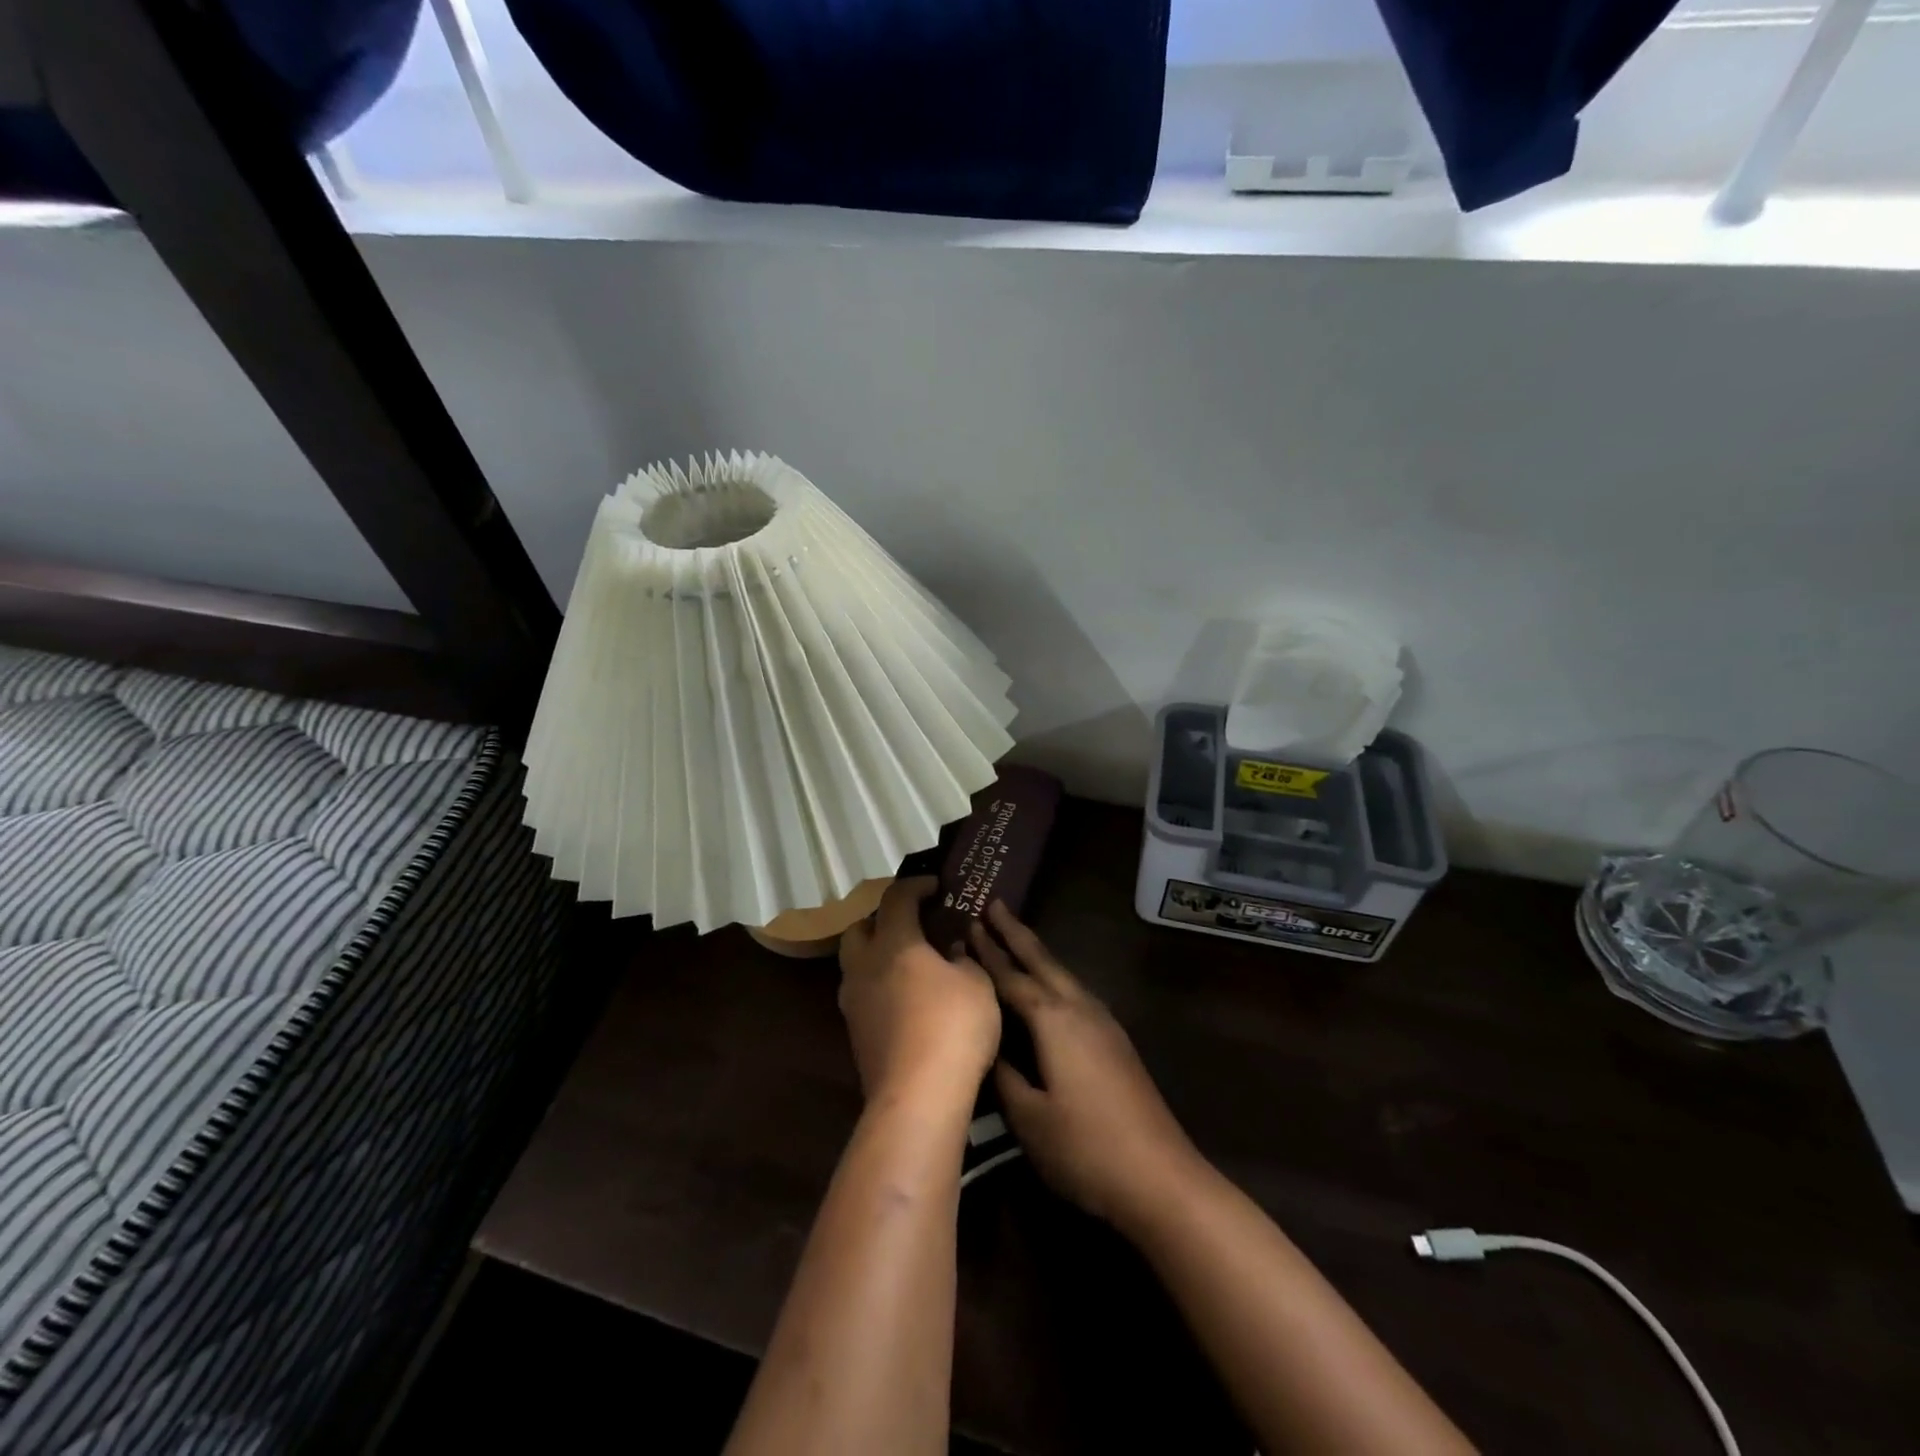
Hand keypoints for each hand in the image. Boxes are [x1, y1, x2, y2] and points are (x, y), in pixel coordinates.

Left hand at [839, 877, 1000, 1104]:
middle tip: (911, 925)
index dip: (916, 886)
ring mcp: (853, 1003)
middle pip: (859, 928)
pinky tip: (905, 1000)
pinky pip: (862, 995)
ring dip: (877, 955)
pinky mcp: (854, 1035)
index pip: (896, 898)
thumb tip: (951, 951)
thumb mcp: (976, 984)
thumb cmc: (953, 1027)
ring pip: (855, 964)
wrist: (917, 1097)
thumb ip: (963, 959)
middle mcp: (864, 966)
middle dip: (882, 920)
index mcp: (894, 943)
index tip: (936, 886)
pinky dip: (879, 987)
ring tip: (909, 965)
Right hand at [969, 903, 1201, 1227]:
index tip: (966, 926)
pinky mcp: (1115, 1041)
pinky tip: (1050, 987)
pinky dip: (1053, 977)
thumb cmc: (1086, 1148)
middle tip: (993, 905)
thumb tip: (987, 1046)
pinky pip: (1075, 992)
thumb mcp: (1029, 1118)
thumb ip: (1004, 1076)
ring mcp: (1103, 1023)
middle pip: (1042, 961)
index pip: (1012, 978)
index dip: (987, 954)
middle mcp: (1079, 1009)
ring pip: (1062, 974)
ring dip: (1037, 953)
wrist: (1161, 1177)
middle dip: (1016, 933)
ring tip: (1015, 937)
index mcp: (1054, 1020)